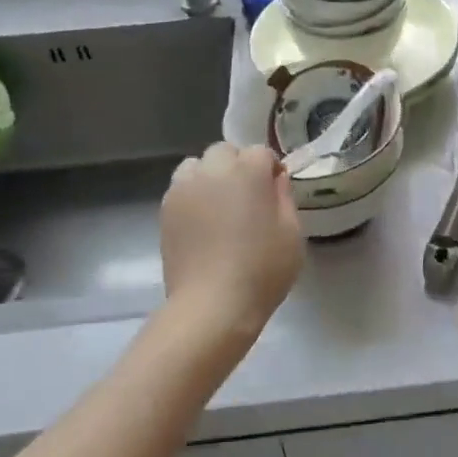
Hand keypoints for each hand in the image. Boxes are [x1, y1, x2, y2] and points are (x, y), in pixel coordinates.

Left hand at [159, 143, 302, 348]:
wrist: (212, 305)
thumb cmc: (262, 270)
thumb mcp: (292, 234)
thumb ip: (285, 198)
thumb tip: (276, 179)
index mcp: (248, 171)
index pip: (260, 152)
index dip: (270, 169)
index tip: (275, 192)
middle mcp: (213, 171)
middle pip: (225, 151)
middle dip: (238, 165)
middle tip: (247, 197)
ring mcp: (184, 189)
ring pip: (197, 165)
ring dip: (210, 175)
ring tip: (220, 204)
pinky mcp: (165, 210)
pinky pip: (181, 187)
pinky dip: (192, 194)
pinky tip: (202, 221)